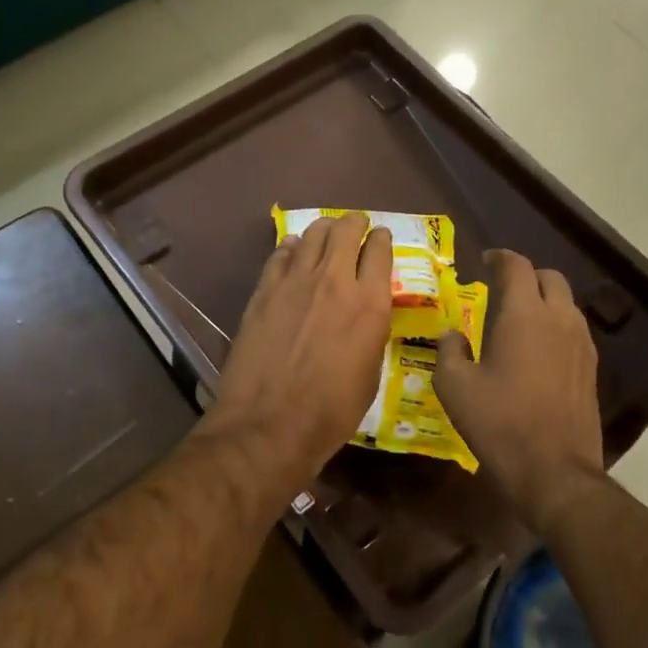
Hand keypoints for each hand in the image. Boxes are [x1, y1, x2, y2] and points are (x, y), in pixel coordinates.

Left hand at [200, 213, 392, 494]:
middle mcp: (335, 281)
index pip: (380, 251)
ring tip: (327, 231)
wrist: (270, 423)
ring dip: (325, 228)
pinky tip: (294, 250)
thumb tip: (364, 314)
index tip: (381, 238)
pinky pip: (281, 254)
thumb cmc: (331, 411)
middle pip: (347, 231)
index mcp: (370, 304)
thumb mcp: (371, 373)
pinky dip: (292, 247)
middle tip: (356, 226)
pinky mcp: (264, 291)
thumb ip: (371, 332)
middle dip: (355, 223)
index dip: (383, 239)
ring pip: (313, 234)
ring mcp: (295, 282)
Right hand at [434, 250, 605, 536]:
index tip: (485, 262)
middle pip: (549, 277)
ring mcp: (581, 343)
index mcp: (524, 314)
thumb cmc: (500, 423)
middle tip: (501, 290)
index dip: (499, 258)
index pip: (517, 266)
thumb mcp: (455, 387)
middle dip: (525, 276)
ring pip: (565, 303)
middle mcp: (559, 318)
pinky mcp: (591, 368)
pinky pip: (574, 329)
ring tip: (518, 320)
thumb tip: (452, 334)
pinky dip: (555, 325)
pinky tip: (537, 350)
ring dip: (543, 300)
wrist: (555, 472)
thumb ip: (449, 351)